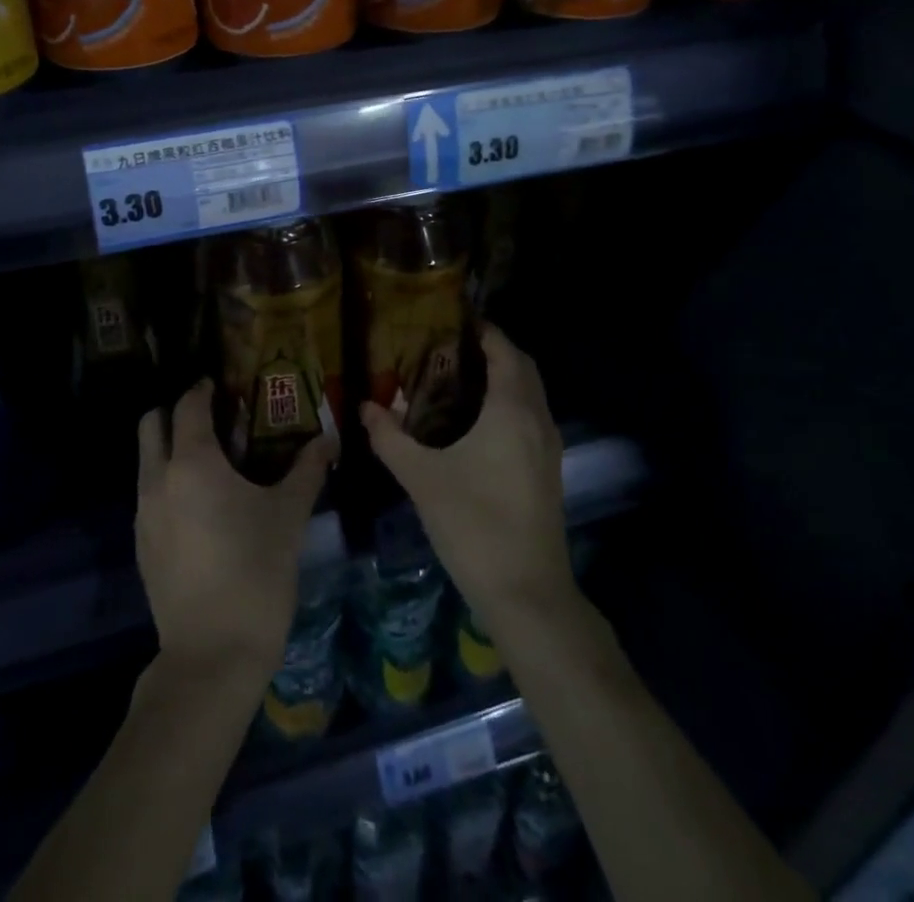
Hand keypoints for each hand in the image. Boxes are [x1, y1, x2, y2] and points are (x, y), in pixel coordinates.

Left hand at [136, 378, 332, 682]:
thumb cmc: (256, 573)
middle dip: (175, 412)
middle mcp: (158, 479)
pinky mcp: (141, 544)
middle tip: (211, 419)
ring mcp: (143, 514)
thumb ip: (307, 470)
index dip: (203, 389)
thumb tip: (330, 439)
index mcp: (192, 463)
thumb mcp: (289, 516)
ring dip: (169, 448)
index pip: (188, 406)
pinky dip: (167, 482)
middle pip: (151, 424)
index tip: (221, 386)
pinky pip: (148, 494)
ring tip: (209, 462)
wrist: (213, 656)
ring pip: (146, 460)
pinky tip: (199, 505)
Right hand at [361, 323, 576, 629]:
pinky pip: (531, 417)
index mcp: (512, 411)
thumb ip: (390, 438)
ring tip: (458, 377)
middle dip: (494, 350)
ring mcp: (548, 448)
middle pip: (523, 367)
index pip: (505, 351)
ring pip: (530, 394)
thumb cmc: (473, 524)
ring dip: (504, 377)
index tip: (452, 319)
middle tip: (450, 346)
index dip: (484, 330)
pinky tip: (475, 422)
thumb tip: (365, 406)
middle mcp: (537, 420)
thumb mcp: (422, 477)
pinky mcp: (548, 471)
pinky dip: (509, 403)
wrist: (527, 593)